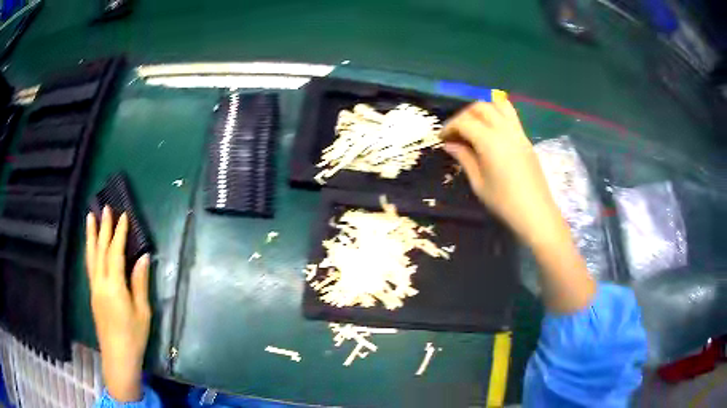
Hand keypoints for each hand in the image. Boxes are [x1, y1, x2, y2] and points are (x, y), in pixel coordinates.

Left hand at [86, 207, 150, 401]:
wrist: (118, 357)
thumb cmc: (134, 336)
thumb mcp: (142, 311)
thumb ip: (140, 283)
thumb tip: (143, 257)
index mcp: (114, 286)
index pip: (115, 253)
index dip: (119, 233)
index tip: (124, 216)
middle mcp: (100, 282)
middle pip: (100, 250)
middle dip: (103, 228)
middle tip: (105, 208)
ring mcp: (94, 288)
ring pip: (91, 256)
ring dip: (91, 235)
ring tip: (90, 218)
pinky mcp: (92, 294)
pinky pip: (90, 266)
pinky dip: (90, 251)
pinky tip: (91, 245)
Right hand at [441, 100, 562, 246]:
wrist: (535, 212)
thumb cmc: (504, 202)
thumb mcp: (478, 183)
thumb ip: (464, 158)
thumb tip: (450, 144)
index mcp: (490, 141)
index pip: (464, 122)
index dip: (450, 127)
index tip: (442, 138)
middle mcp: (504, 130)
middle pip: (481, 107)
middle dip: (464, 114)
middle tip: (456, 131)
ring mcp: (518, 132)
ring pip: (498, 105)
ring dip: (483, 109)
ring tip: (474, 124)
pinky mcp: (526, 138)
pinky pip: (510, 115)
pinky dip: (496, 114)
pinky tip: (490, 131)